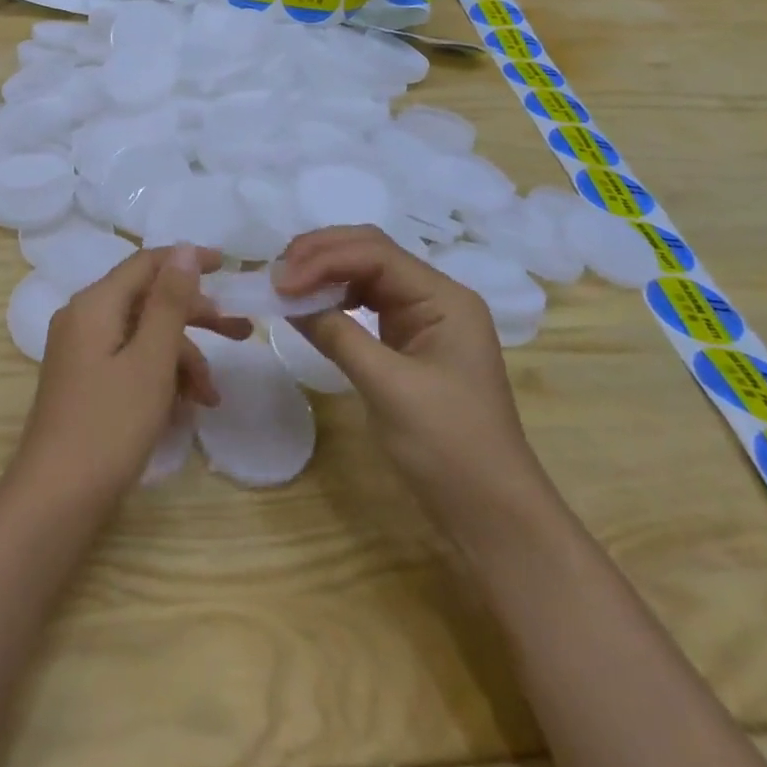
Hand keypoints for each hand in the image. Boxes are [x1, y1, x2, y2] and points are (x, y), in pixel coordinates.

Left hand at [14, 245, 247, 503]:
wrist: (56, 500)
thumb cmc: (110, 425)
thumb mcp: (151, 359)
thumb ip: (169, 301)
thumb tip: (185, 248)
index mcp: (95, 304)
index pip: (147, 263)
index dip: (189, 261)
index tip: (230, 267)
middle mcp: (84, 318)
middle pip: (148, 300)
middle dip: (195, 317)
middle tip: (240, 333)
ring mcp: (82, 352)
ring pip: (143, 336)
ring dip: (181, 359)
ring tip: (210, 397)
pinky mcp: (86, 381)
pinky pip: (130, 361)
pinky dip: (160, 377)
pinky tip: (185, 408)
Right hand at [273, 226, 547, 524]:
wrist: (491, 513)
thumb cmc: (448, 447)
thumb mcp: (388, 387)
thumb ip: (337, 335)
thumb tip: (287, 299)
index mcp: (444, 298)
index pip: (375, 254)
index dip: (323, 259)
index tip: (279, 282)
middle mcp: (435, 296)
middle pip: (370, 252)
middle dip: (321, 255)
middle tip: (276, 273)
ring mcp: (423, 318)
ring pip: (365, 273)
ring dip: (324, 272)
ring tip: (285, 284)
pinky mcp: (409, 341)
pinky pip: (365, 302)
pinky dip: (334, 298)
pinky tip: (310, 306)